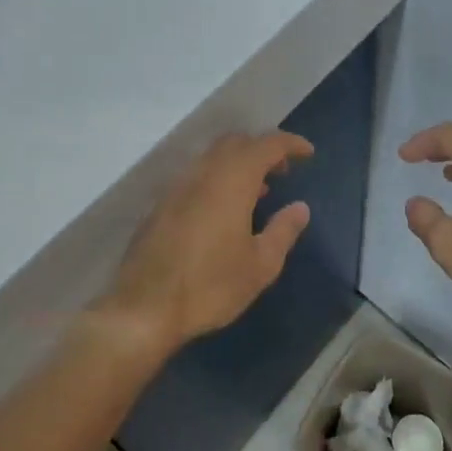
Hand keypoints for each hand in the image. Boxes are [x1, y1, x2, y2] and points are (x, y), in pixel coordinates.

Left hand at [98, 131, 313, 354]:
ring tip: (257, 192)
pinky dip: (217, 178)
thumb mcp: (260, 265)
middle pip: (235, 143)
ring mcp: (176, 187)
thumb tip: (300, 207)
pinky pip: (195, 176)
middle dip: (262, 149)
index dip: (289, 144)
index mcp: (232, 181)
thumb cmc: (210, 286)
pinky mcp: (161, 205)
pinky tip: (224, 210)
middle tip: (282, 171)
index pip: (266, 145)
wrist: (144, 307)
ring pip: (212, 158)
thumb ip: (283, 230)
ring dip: (238, 164)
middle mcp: (202, 174)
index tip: (307, 152)